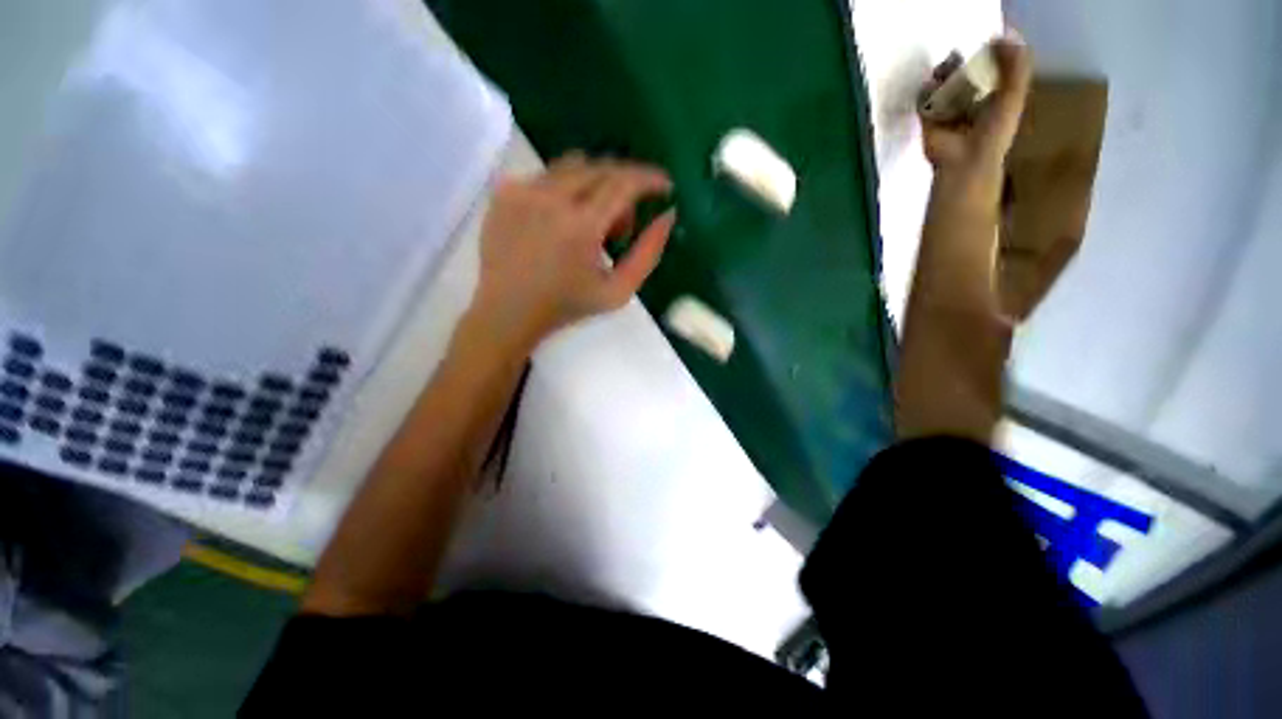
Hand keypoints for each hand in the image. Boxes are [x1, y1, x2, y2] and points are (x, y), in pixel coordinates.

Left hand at [471, 153, 675, 348]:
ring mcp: (523, 191)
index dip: (650, 179)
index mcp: (582, 226)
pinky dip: (565, 190)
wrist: (508, 311)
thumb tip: (668, 215)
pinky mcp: (504, 192)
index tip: (664, 186)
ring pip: (574, 166)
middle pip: (601, 168)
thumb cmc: (567, 306)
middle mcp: (551, 198)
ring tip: (590, 222)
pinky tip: (560, 221)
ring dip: (595, 185)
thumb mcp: (618, 291)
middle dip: (624, 187)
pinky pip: (546, 175)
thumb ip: (648, 254)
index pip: (624, 183)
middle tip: (623, 222)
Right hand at [920, 34, 1031, 206]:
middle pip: (963, 72)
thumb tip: (1003, 36)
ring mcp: (947, 110)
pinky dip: (926, 91)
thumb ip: (1015, 65)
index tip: (985, 43)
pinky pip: (924, 100)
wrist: (965, 161)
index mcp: (994, 95)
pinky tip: (932, 88)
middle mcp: (970, 100)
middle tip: (958, 57)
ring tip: (945, 71)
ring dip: (942, 74)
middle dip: (960, 62)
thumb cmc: (995, 130)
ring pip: (942, 83)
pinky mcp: (928, 120)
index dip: (988, 52)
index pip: (990, 66)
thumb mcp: (1014, 95)